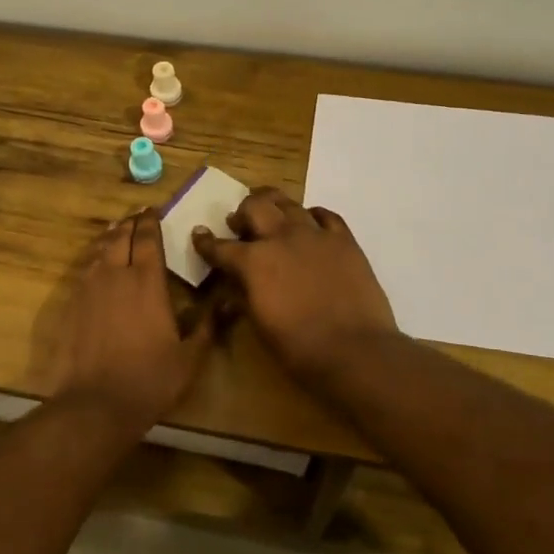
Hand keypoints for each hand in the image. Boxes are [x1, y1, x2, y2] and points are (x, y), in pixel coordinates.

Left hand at [46, 209, 213, 431]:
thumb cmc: (150, 379)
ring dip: (110, 237)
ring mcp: (90, 289)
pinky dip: (94, 259)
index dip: (151, 222)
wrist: (97, 403)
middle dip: (129, 223)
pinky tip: (97, 264)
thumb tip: (227, 303)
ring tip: (116, 229)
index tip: (153, 210)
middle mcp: (116, 276)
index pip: (148, 239)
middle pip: (120, 237)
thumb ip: (207, 326)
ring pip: (99, 251)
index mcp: (147, 282)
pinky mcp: (72, 305)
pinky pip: (85, 270)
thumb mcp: (190, 357)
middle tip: (136, 215)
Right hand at [193, 188, 397, 384]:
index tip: (199, 234)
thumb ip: (244, 295)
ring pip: (289, 203)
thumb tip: (236, 283)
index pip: (220, 247)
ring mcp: (315, 235)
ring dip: (274, 205)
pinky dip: (312, 215)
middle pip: (255, 207)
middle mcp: (281, 238)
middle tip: (240, 222)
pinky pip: (325, 215)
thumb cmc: (299, 348)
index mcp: (253, 262)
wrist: (354, 350)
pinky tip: (310, 222)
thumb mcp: (260, 324)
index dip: (205, 241)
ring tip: (271, 211)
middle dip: (242, 212)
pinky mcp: (344, 240)